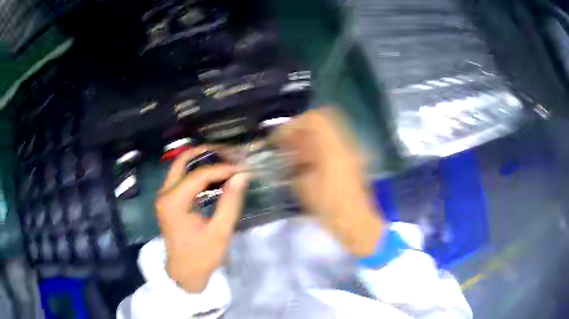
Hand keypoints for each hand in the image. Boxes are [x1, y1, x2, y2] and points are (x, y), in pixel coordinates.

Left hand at [155, 147, 248, 292]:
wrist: (184, 273)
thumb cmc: (202, 256)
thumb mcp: (220, 231)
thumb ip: (230, 202)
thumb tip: (241, 175)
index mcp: (174, 201)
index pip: (199, 175)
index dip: (222, 168)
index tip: (242, 168)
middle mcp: (165, 194)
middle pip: (182, 161)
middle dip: (206, 153)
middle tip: (228, 152)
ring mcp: (164, 196)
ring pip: (181, 167)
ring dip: (201, 161)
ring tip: (224, 161)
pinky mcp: (168, 201)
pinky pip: (181, 178)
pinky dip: (197, 173)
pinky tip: (214, 176)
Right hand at [274, 108, 384, 256]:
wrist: (355, 222)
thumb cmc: (330, 208)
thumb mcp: (305, 188)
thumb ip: (295, 164)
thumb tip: (287, 152)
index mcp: (333, 150)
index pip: (315, 120)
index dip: (295, 124)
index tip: (281, 136)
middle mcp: (344, 145)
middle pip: (322, 122)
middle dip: (301, 128)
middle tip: (286, 141)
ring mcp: (350, 152)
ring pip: (327, 133)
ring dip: (309, 137)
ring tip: (293, 151)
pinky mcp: (351, 160)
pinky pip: (332, 145)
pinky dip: (317, 147)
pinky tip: (305, 160)